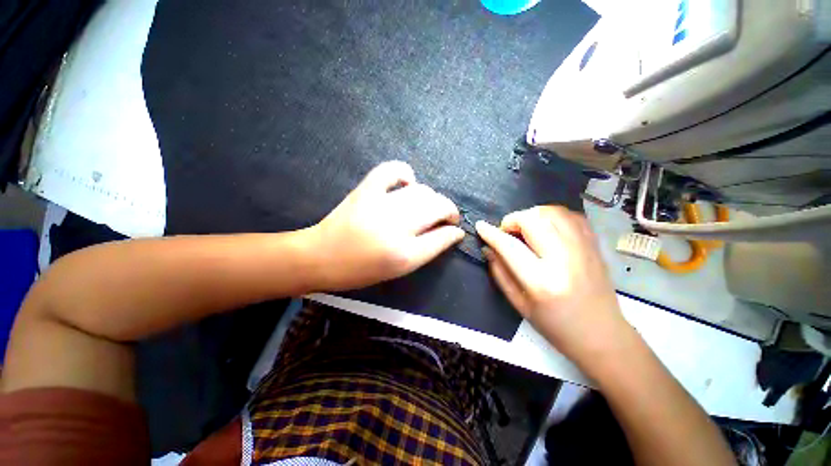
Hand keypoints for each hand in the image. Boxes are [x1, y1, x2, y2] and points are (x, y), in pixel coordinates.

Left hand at [308, 161, 464, 290]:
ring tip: (426, 207)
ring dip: (431, 198)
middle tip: (442, 220)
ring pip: (422, 191)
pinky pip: (391, 170)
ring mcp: (381, 202)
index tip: (455, 229)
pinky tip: (407, 183)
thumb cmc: (362, 269)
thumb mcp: (401, 267)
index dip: (454, 230)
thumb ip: (430, 249)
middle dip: (447, 211)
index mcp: (404, 252)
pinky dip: (405, 173)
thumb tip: (454, 233)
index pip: (443, 235)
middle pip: (436, 207)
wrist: (321, 257)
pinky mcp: (366, 189)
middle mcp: (396, 225)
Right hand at [476, 206, 633, 369]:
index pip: (510, 246)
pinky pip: (571, 215)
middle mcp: (564, 260)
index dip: (491, 233)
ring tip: (525, 229)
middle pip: (533, 220)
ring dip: (532, 215)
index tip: (480, 226)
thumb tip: (488, 248)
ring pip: (553, 212)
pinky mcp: (595, 244)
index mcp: (542, 282)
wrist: (602, 334)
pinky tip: (546, 228)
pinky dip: (552, 216)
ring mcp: (584, 249)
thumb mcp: (519, 304)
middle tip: (507, 232)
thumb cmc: (555, 325)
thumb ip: (499, 273)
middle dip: (512, 220)